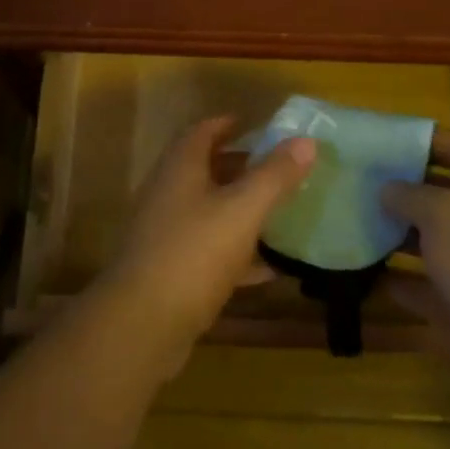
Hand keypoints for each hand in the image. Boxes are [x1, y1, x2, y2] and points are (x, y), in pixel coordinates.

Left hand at [92, 116, 314, 373]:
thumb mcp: (242, 210)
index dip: (228, 125)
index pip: (202, 131)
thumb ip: (274, 176)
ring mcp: (165, 233)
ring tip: (278, 213)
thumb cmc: (194, 253)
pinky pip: (208, 250)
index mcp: (180, 168)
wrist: (142, 324)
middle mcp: (168, 193)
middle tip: (277, 170)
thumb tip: (307, 141)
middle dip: (240, 167)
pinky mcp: (169, 270)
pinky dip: (236, 253)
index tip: (256, 127)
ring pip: (208, 210)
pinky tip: (267, 269)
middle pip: (205, 169)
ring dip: (239, 209)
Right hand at [381, 132, 449, 417]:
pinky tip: (363, 273)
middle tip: (358, 183)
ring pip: (432, 244)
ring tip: (353, 223)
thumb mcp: (441, 212)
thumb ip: (408, 195)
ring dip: (396, 237)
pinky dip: (399, 281)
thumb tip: (388, 190)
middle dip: (403, 191)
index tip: (383, 141)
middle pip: (443, 197)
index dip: (425, 142)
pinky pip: (426, 288)